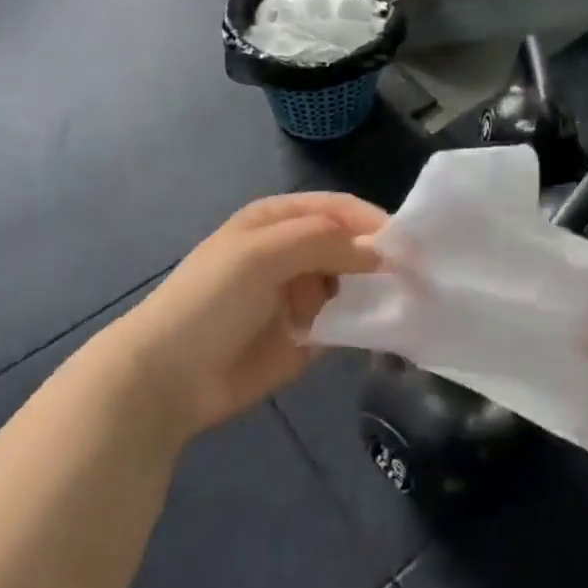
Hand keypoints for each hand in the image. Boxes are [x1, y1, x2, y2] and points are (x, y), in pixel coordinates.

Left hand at [114, 193, 387, 442]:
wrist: (167, 378)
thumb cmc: (210, 301)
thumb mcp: (261, 255)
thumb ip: (322, 241)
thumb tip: (380, 250)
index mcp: (278, 220)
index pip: (339, 209)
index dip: (373, 222)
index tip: (412, 245)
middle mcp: (294, 252)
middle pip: (351, 245)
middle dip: (381, 257)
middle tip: (420, 277)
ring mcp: (302, 295)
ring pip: (353, 283)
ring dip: (377, 291)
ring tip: (411, 303)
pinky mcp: (308, 336)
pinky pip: (346, 322)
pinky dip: (366, 323)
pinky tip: (389, 328)